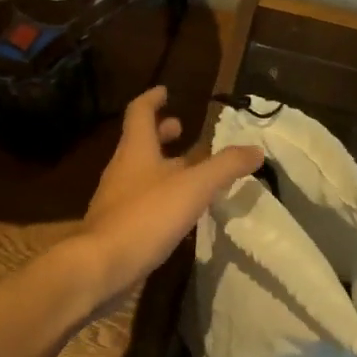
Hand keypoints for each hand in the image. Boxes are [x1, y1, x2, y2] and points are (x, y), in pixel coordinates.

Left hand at [74, 87, 263, 298]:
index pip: (140, 112)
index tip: (165, 90)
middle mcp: (122, 169)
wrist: (100, 266)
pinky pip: (141, 200)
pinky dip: (159, 194)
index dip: (153, 99)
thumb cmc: (146, 216)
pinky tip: (176, 210)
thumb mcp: (194, 187)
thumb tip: (255, 149)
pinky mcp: (117, 226)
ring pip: (140, 172)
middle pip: (140, 142)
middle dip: (160, 133)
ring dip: (162, 165)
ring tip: (188, 170)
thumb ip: (225, 167)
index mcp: (136, 150)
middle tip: (180, 128)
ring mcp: (116, 199)